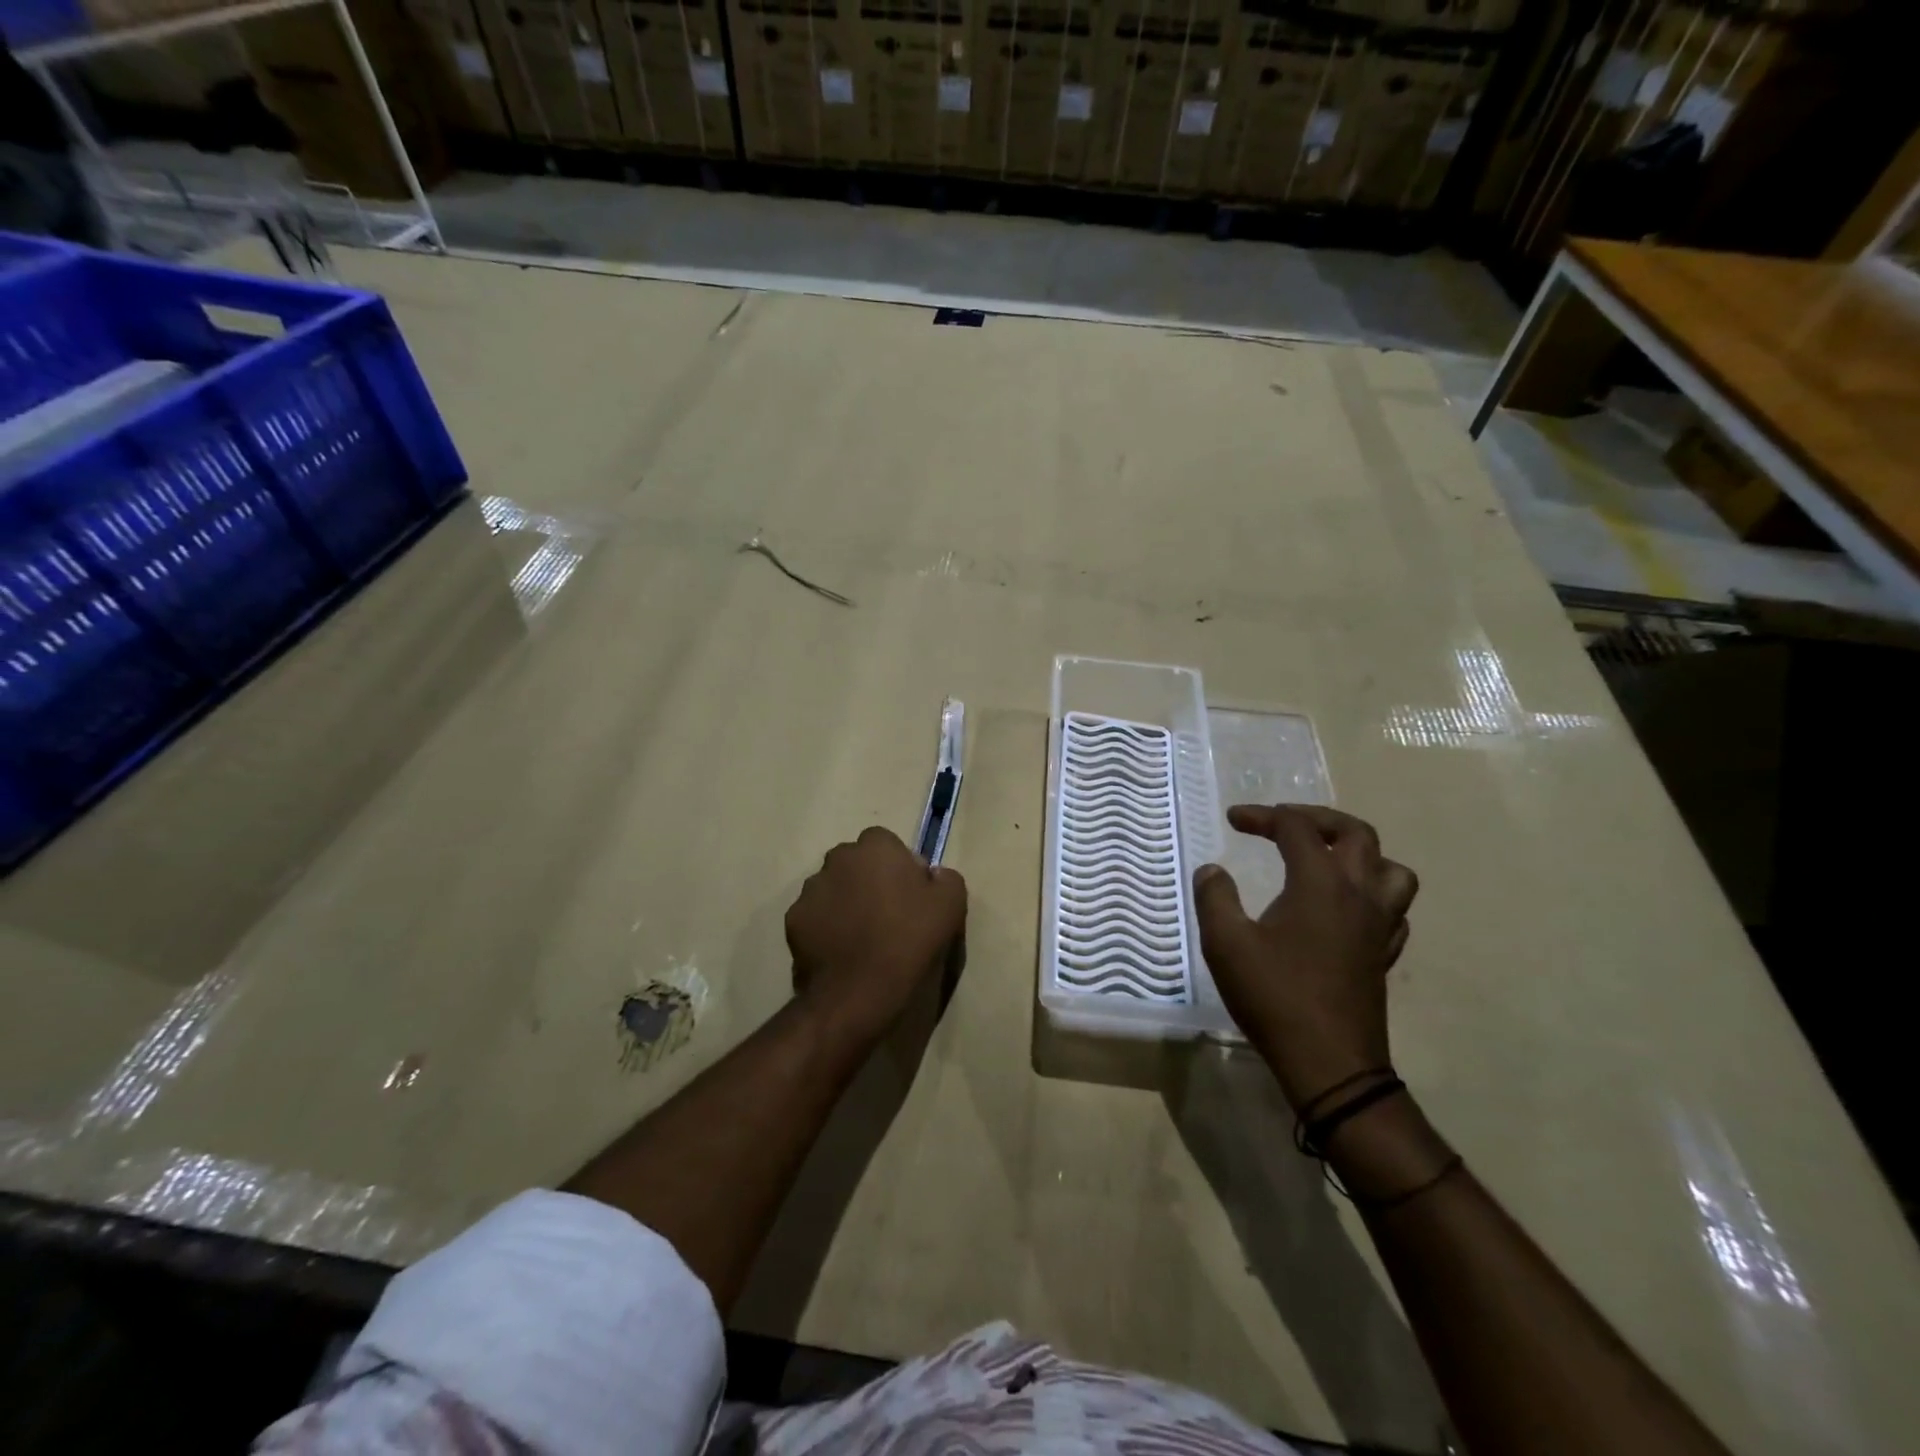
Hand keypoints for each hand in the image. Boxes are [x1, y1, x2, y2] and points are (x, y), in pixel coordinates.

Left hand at [786, 827, 967, 1041]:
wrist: (858, 993)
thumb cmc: (909, 941)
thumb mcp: (951, 905)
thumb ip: (945, 878)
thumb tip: (933, 875)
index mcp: (875, 847)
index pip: (887, 844)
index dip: (900, 868)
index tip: (911, 897)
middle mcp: (837, 858)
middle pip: (857, 864)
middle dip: (869, 881)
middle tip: (888, 916)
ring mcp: (810, 889)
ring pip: (834, 889)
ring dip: (846, 903)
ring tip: (862, 939)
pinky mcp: (793, 920)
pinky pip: (816, 917)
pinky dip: (826, 928)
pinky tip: (842, 953)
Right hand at [1192, 805, 1417, 1111]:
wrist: (1330, 1063)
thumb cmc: (1275, 996)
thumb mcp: (1226, 943)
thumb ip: (1215, 898)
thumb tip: (1212, 870)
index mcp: (1320, 883)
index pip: (1296, 828)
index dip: (1262, 815)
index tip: (1233, 820)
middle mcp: (1358, 894)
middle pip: (1356, 833)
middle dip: (1317, 819)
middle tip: (1283, 823)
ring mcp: (1379, 925)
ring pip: (1391, 869)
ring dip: (1359, 853)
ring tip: (1327, 860)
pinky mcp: (1384, 954)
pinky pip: (1394, 908)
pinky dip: (1372, 893)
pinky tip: (1346, 908)